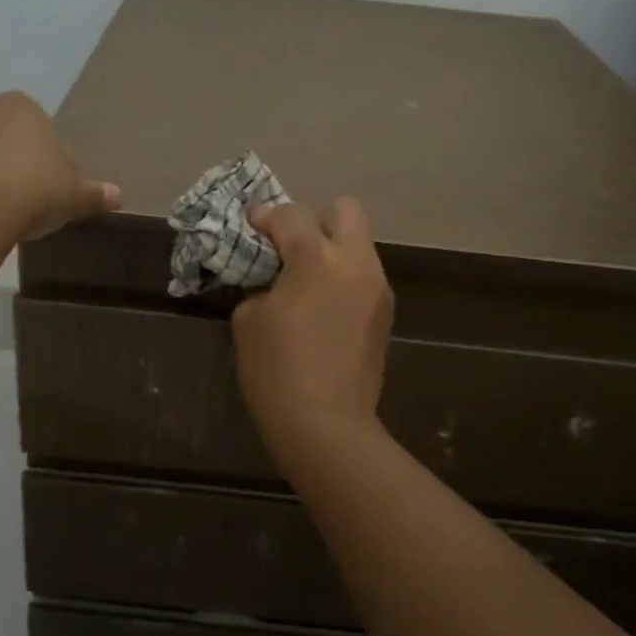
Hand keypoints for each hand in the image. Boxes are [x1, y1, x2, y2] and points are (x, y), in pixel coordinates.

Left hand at [0, 91, 121, 240]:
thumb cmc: (35, 187)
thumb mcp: (74, 194)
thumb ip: (94, 193)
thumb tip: (117, 196)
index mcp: (22, 106)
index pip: (38, 126)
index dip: (45, 154)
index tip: (50, 182)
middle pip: (1, 132)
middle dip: (9, 156)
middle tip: (24, 191)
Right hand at [232, 197, 394, 459]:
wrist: (326, 425)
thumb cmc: (276, 370)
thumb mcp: (249, 319)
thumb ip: (261, 281)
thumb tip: (272, 276)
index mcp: (317, 258)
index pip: (290, 214)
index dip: (265, 218)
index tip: (251, 231)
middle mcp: (355, 262)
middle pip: (344, 210)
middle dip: (314, 221)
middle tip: (289, 250)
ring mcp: (377, 287)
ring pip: (358, 244)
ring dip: (331, 250)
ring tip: (305, 283)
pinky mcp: (386, 313)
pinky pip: (362, 275)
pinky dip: (342, 277)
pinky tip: (323, 309)